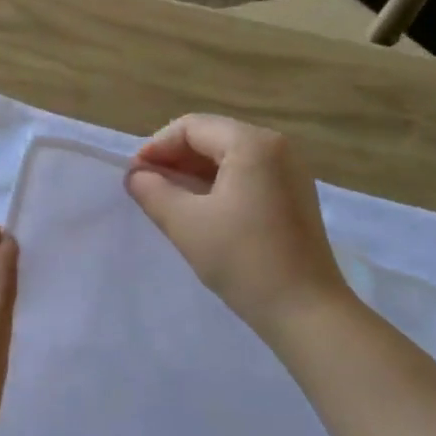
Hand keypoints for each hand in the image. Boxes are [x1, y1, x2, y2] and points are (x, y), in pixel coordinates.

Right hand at [125, 114, 350, 332]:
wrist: (303, 308)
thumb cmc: (241, 259)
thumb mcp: (185, 223)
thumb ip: (153, 191)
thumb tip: (135, 175)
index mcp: (252, 144)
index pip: (192, 127)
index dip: (156, 147)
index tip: (132, 176)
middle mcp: (277, 147)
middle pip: (213, 137)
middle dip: (174, 158)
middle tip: (145, 188)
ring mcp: (290, 172)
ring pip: (229, 158)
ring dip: (193, 173)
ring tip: (166, 201)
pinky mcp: (293, 196)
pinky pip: (247, 176)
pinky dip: (217, 185)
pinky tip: (199, 212)